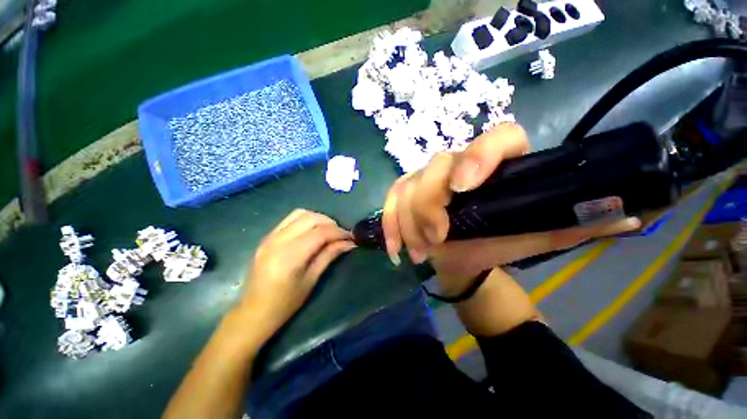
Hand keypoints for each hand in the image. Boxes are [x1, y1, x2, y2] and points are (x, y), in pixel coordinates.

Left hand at [239, 209, 354, 343]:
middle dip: (330, 223)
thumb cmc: (285, 303)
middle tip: (340, 235)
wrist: (253, 312)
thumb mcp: (311, 280)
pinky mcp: (267, 236)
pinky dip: (306, 220)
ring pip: (300, 214)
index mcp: (289, 256)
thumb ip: (329, 256)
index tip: (351, 237)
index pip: (320, 233)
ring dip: (318, 218)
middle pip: (311, 218)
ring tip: (328, 231)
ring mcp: (270, 236)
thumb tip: (349, 243)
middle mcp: (278, 240)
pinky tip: (312, 231)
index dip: (339, 232)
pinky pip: (290, 219)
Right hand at [382, 123, 639, 285]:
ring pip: (407, 186)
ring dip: (409, 222)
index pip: (497, 138)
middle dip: (429, 203)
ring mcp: (426, 178)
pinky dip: (390, 225)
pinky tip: (396, 248)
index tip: (465, 187)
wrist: (463, 256)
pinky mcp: (405, 193)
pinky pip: (389, 202)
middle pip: (437, 166)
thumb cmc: (497, 245)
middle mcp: (457, 166)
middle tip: (436, 238)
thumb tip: (631, 216)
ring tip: (420, 252)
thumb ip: (575, 224)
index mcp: (496, 167)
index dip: (479, 156)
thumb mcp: (535, 236)